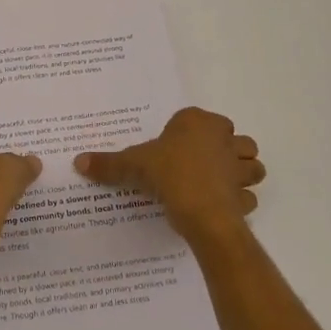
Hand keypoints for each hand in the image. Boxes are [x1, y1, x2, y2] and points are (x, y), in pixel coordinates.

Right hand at [74, 107, 264, 247]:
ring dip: (242, 174)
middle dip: (227, 150)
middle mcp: (224, 139)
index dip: (190, 132)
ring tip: (220, 184)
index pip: (200, 119)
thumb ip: (108, 164)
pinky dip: (240, 202)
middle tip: (202, 165)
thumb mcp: (132, 166)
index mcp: (198, 123)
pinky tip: (222, 208)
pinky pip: (247, 197)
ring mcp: (239, 168)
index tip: (174, 148)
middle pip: (237, 139)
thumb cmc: (168, 174)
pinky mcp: (245, 196)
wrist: (200, 210)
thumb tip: (78, 161)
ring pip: (252, 166)